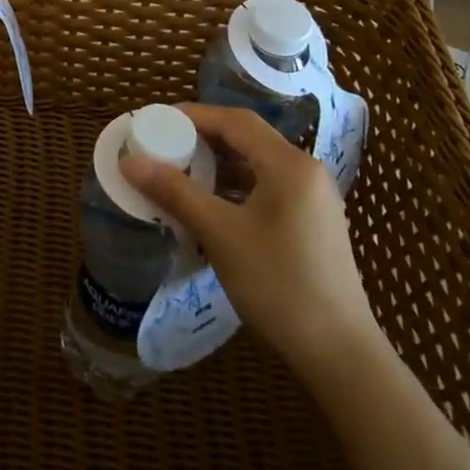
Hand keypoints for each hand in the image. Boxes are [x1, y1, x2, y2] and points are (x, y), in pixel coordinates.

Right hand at [120, 102, 377, 376]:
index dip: (195, 115)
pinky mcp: (312, 224)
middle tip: (164, 144)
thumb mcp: (220, 234)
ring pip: (257, 166)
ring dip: (218, 165)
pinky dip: (235, 189)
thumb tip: (129, 161)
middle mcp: (306, 172)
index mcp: (289, 165)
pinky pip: (267, 189)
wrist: (339, 355)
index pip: (236, 121)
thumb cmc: (278, 284)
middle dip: (204, 138)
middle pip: (248, 139)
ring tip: (179, 172)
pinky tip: (210, 206)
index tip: (157, 120)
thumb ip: (175, 192)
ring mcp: (313, 200)